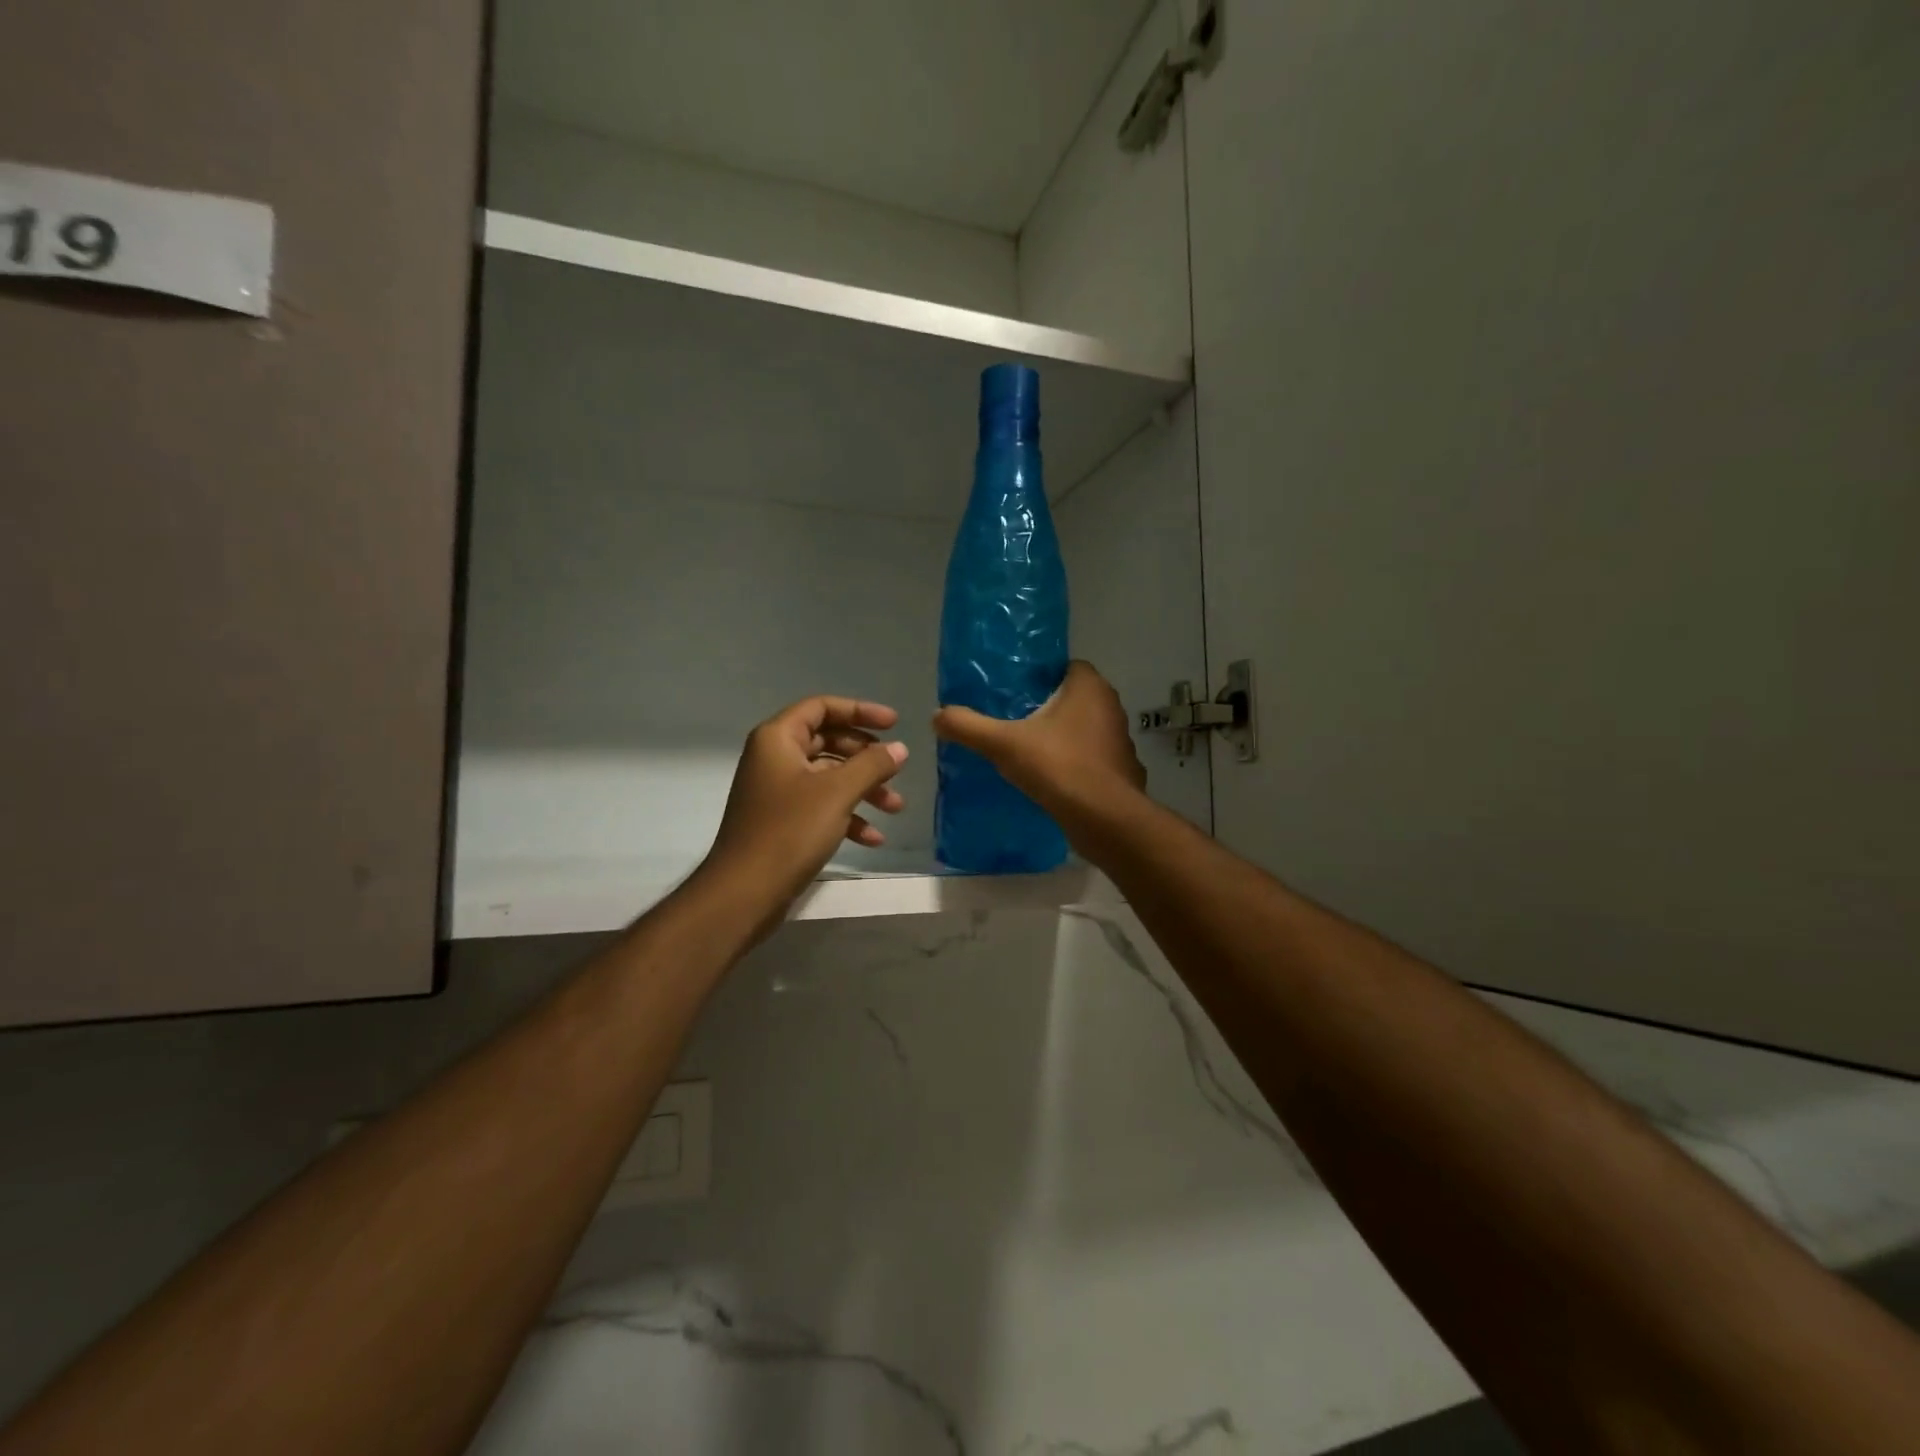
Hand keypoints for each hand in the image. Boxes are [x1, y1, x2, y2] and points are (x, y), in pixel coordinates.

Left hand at [696, 696, 908, 925]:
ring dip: (864, 789)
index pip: (822, 707)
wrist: (745, 892)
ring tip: (895, 808)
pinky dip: (848, 816)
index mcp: (778, 739)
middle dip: (867, 757)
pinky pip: (821, 806)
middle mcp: (775, 758)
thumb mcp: (837, 793)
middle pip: (828, 741)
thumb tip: (900, 748)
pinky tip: (873, 839)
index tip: (895, 723)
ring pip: (829, 777)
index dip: (860, 710)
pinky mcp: (783, 822)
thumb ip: (871, 765)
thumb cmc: (789, 831)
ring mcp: (778, 791)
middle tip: (896, 769)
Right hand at [932, 661, 1145, 825]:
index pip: (1066, 667)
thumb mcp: (1003, 744)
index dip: (1041, 677)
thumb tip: (937, 715)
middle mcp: (1111, 707)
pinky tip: (1051, 778)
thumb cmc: (1059, 766)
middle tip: (1014, 720)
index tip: (1014, 691)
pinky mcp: (1121, 771)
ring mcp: (1120, 740)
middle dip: (1047, 708)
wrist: (1104, 819)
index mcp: (1089, 687)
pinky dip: (1074, 764)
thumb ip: (969, 727)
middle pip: (1074, 698)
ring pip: (1084, 729)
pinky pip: (1091, 758)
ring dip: (1061, 737)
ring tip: (1027, 750)